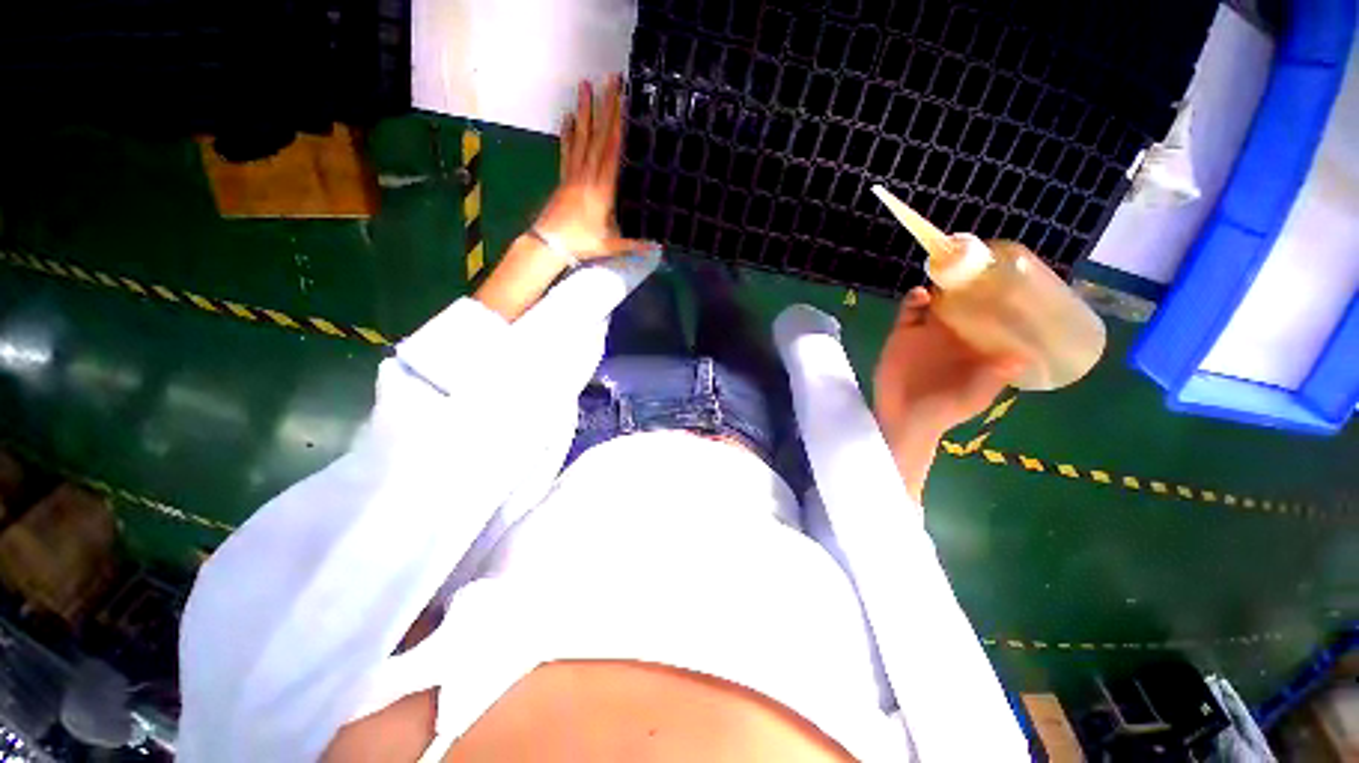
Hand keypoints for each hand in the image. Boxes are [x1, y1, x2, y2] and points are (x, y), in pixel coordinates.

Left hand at [534, 75, 648, 260]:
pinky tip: (568, 118)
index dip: (617, 125)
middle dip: (604, 107)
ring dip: (584, 111)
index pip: (611, 151)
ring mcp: (573, 175)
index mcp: (602, 189)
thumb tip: (658, 247)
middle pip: (597, 136)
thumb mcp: (611, 246)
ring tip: (584, 85)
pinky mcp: (563, 179)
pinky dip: (568, 134)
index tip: (622, 101)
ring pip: (580, 138)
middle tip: (609, 79)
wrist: (549, 244)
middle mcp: (587, 175)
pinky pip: (566, 151)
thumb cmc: (581, 243)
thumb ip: (635, 245)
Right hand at [873, 287, 1022, 440]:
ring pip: (938, 300)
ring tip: (950, 273)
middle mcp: (956, 333)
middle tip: (978, 266)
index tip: (1012, 279)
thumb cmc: (945, 411)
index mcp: (980, 345)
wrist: (903, 418)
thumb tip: (1023, 357)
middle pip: (967, 301)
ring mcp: (928, 331)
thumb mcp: (974, 397)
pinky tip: (920, 295)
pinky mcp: (903, 333)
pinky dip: (913, 299)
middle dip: (972, 283)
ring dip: (943, 286)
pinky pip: (909, 311)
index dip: (1003, 297)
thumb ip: (993, 378)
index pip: (996, 315)